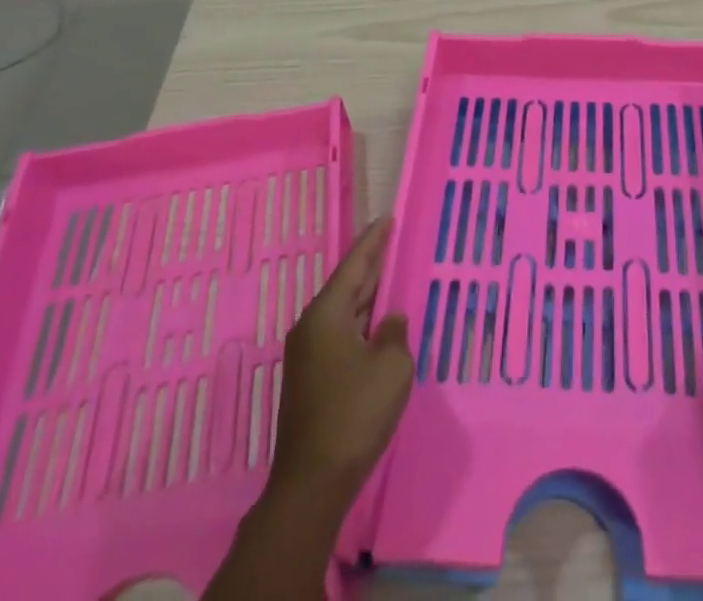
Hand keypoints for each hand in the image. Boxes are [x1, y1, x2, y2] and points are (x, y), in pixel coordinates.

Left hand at [268, 217, 412, 510]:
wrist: (312, 483)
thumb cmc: (354, 414)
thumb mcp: (391, 367)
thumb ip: (395, 333)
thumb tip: (390, 322)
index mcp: (327, 314)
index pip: (355, 265)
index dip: (374, 240)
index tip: (387, 218)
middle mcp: (311, 327)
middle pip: (346, 286)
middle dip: (370, 265)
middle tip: (391, 240)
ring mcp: (307, 355)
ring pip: (343, 312)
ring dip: (366, 296)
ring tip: (389, 276)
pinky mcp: (310, 379)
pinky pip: (340, 334)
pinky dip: (360, 322)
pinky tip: (376, 325)